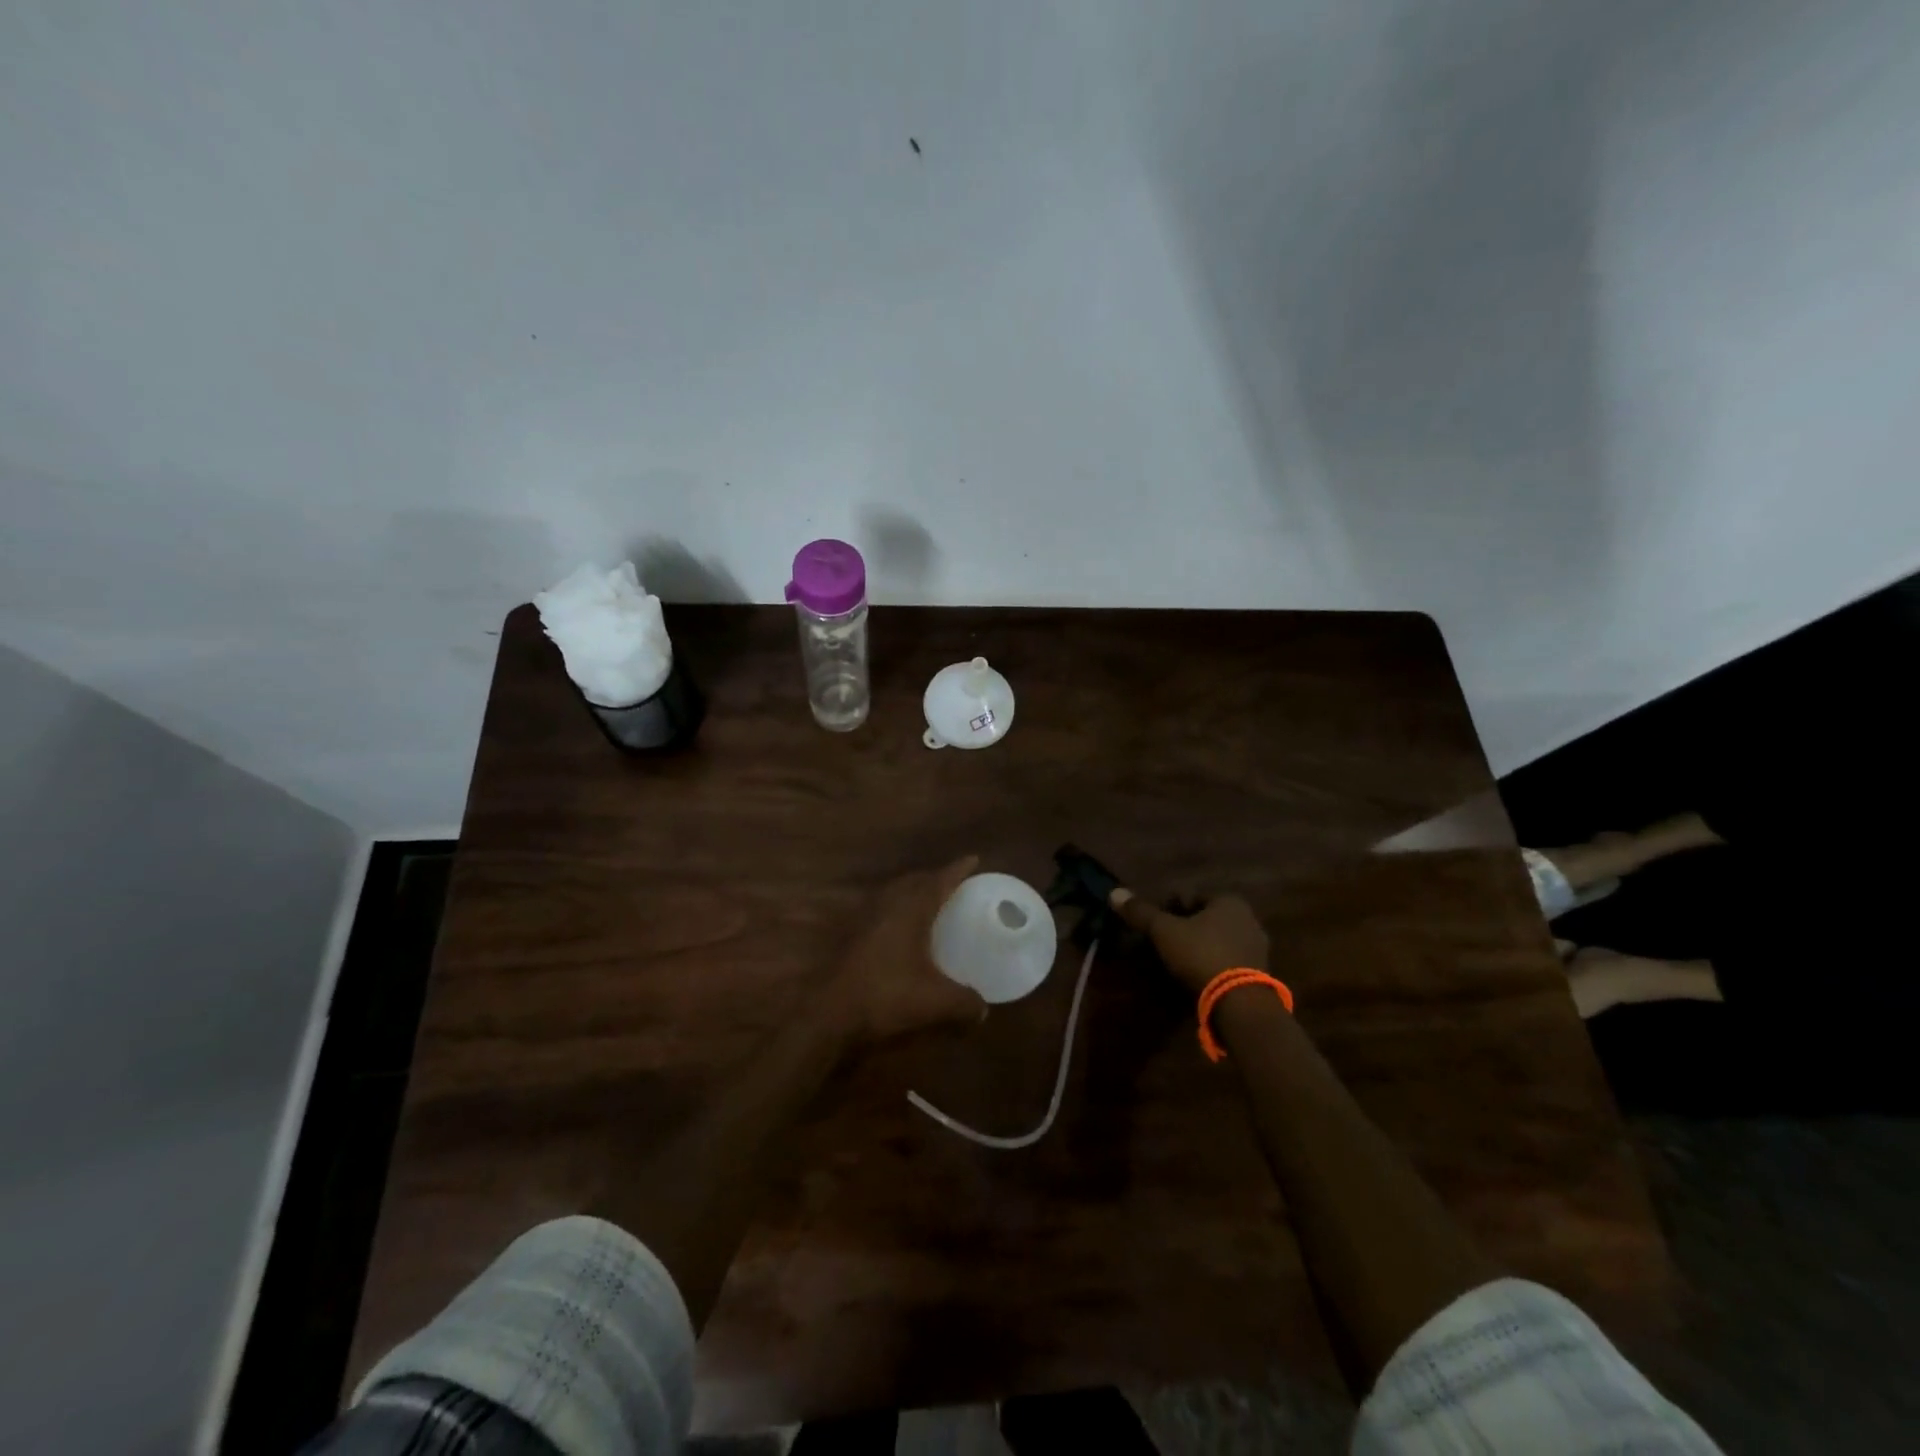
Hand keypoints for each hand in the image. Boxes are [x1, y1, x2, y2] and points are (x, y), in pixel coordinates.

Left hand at [828, 855, 985, 1043]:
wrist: (829, 1012)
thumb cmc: (886, 996)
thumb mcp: (935, 1002)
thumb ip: (964, 1002)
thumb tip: (984, 1010)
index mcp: (910, 910)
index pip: (938, 881)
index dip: (957, 870)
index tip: (974, 859)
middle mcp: (887, 905)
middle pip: (913, 881)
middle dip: (934, 877)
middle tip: (953, 882)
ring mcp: (864, 918)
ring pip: (893, 892)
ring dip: (912, 890)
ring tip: (928, 899)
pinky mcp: (851, 934)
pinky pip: (880, 908)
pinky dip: (896, 908)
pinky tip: (900, 927)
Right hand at [1109, 887, 1268, 997]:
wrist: (1240, 1002)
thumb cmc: (1201, 954)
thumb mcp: (1164, 931)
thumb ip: (1141, 912)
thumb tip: (1114, 892)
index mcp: (1229, 902)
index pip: (1193, 896)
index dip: (1170, 907)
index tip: (1155, 923)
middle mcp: (1248, 920)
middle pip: (1207, 919)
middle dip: (1186, 928)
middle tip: (1163, 942)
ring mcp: (1256, 949)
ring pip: (1218, 941)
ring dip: (1199, 948)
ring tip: (1176, 963)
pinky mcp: (1258, 975)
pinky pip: (1227, 962)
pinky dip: (1211, 966)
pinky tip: (1196, 978)